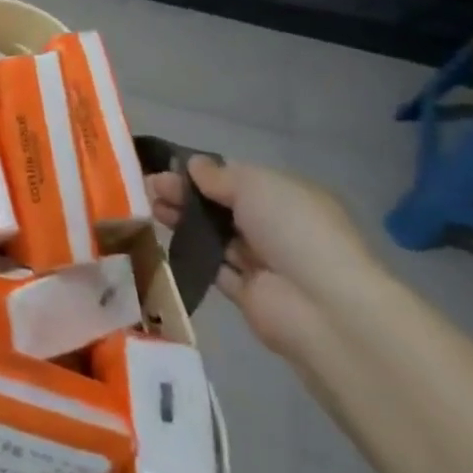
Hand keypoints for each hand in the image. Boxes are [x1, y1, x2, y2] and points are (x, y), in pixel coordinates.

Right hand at [147, 157, 374, 359]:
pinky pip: (213, 268)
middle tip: (150, 188)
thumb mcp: (255, 185)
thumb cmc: (293, 229)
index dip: (202, 173)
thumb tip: (193, 165)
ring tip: (150, 209)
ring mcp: (262, 262)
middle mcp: (277, 227)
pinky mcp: (246, 295)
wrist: (322, 306)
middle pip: (222, 206)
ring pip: (214, 235)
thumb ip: (219, 175)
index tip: (166, 168)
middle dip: (186, 195)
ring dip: (184, 221)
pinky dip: (190, 254)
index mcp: (287, 196)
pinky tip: (162, 240)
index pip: (238, 179)